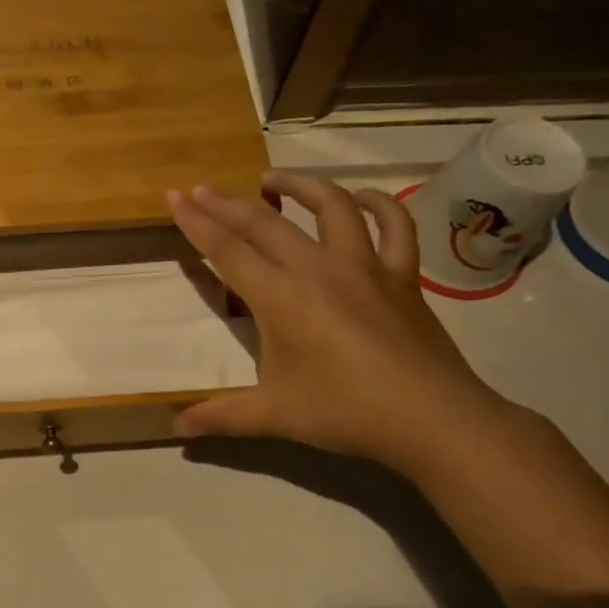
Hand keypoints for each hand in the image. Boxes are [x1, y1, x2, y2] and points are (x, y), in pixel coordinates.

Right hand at [167, 172, 513, 475]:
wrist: (434, 419)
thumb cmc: (345, 412)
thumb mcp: (274, 415)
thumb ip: (220, 415)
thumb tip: (176, 428)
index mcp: (280, 298)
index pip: (227, 250)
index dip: (196, 222)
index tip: (174, 196)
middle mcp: (318, 269)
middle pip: (265, 223)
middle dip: (227, 203)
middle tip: (201, 188)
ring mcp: (365, 266)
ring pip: (330, 206)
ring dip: (299, 186)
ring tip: (273, 179)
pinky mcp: (402, 275)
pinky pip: (394, 225)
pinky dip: (377, 204)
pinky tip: (360, 198)